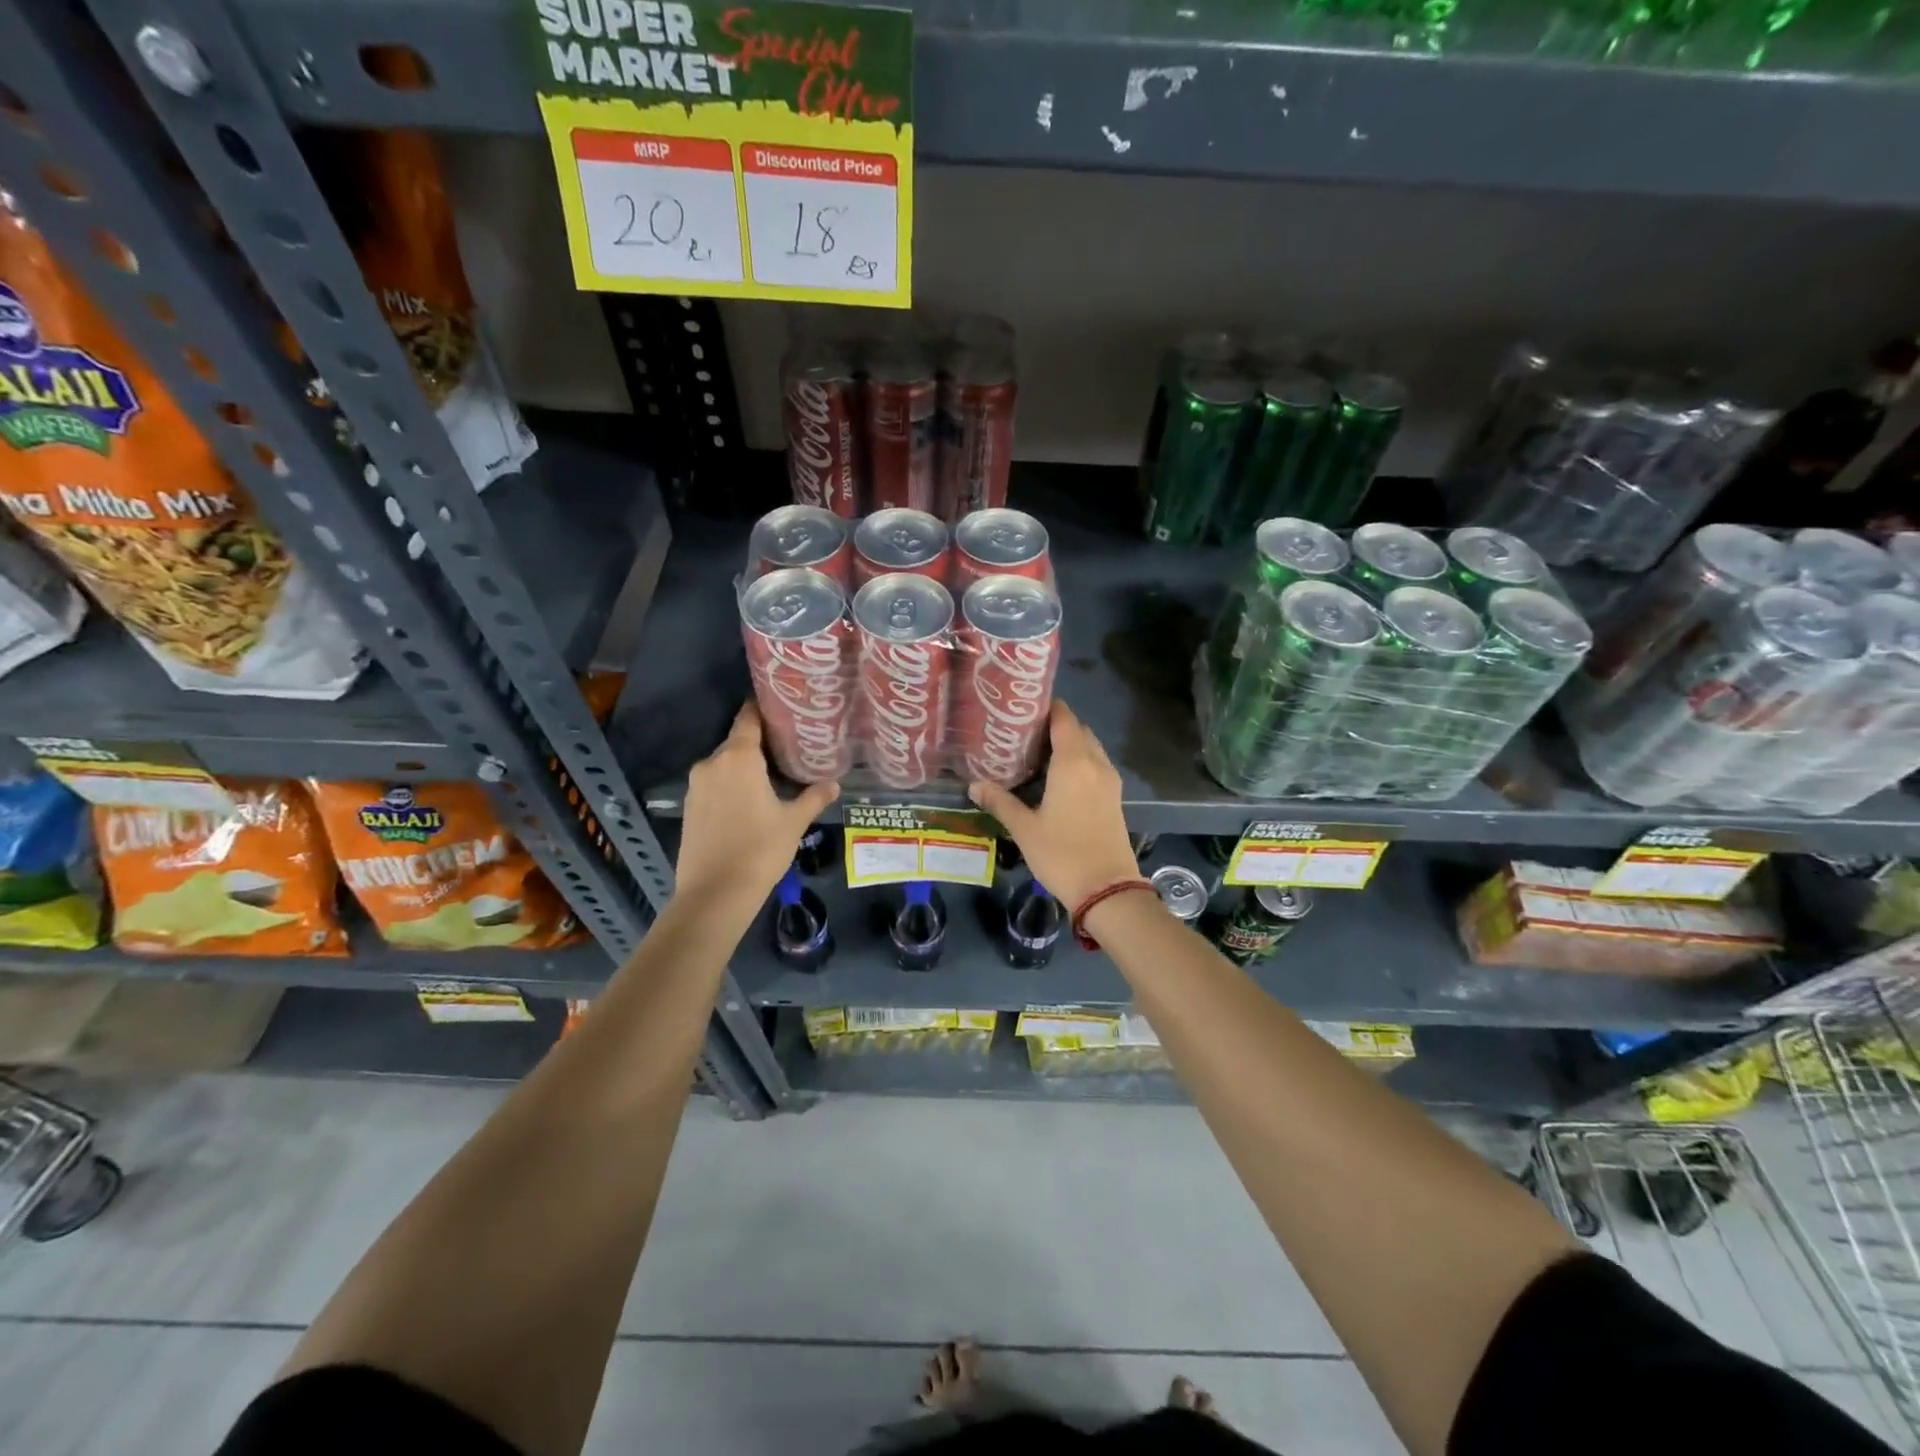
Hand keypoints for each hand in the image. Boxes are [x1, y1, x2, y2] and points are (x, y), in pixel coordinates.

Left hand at [677, 704, 838, 917]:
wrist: (714, 893)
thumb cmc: (760, 849)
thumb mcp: (794, 822)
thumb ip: (814, 798)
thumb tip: (834, 784)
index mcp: (738, 757)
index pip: (749, 718)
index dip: (764, 710)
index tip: (783, 709)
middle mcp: (712, 762)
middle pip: (737, 741)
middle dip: (759, 743)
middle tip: (787, 749)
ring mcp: (696, 785)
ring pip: (724, 765)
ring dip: (744, 767)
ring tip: (771, 776)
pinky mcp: (688, 806)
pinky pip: (713, 784)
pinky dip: (730, 786)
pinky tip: (748, 801)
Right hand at [969, 700, 1138, 911]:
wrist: (1108, 890)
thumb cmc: (1062, 854)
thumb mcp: (1024, 828)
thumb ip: (1000, 802)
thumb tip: (974, 785)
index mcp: (1073, 762)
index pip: (1063, 718)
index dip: (1046, 707)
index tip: (1023, 708)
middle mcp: (1095, 763)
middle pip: (1078, 730)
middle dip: (1055, 725)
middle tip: (1023, 732)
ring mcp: (1109, 781)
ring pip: (1090, 747)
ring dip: (1070, 743)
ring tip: (1038, 753)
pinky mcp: (1114, 798)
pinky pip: (1096, 765)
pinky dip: (1080, 761)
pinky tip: (1058, 778)